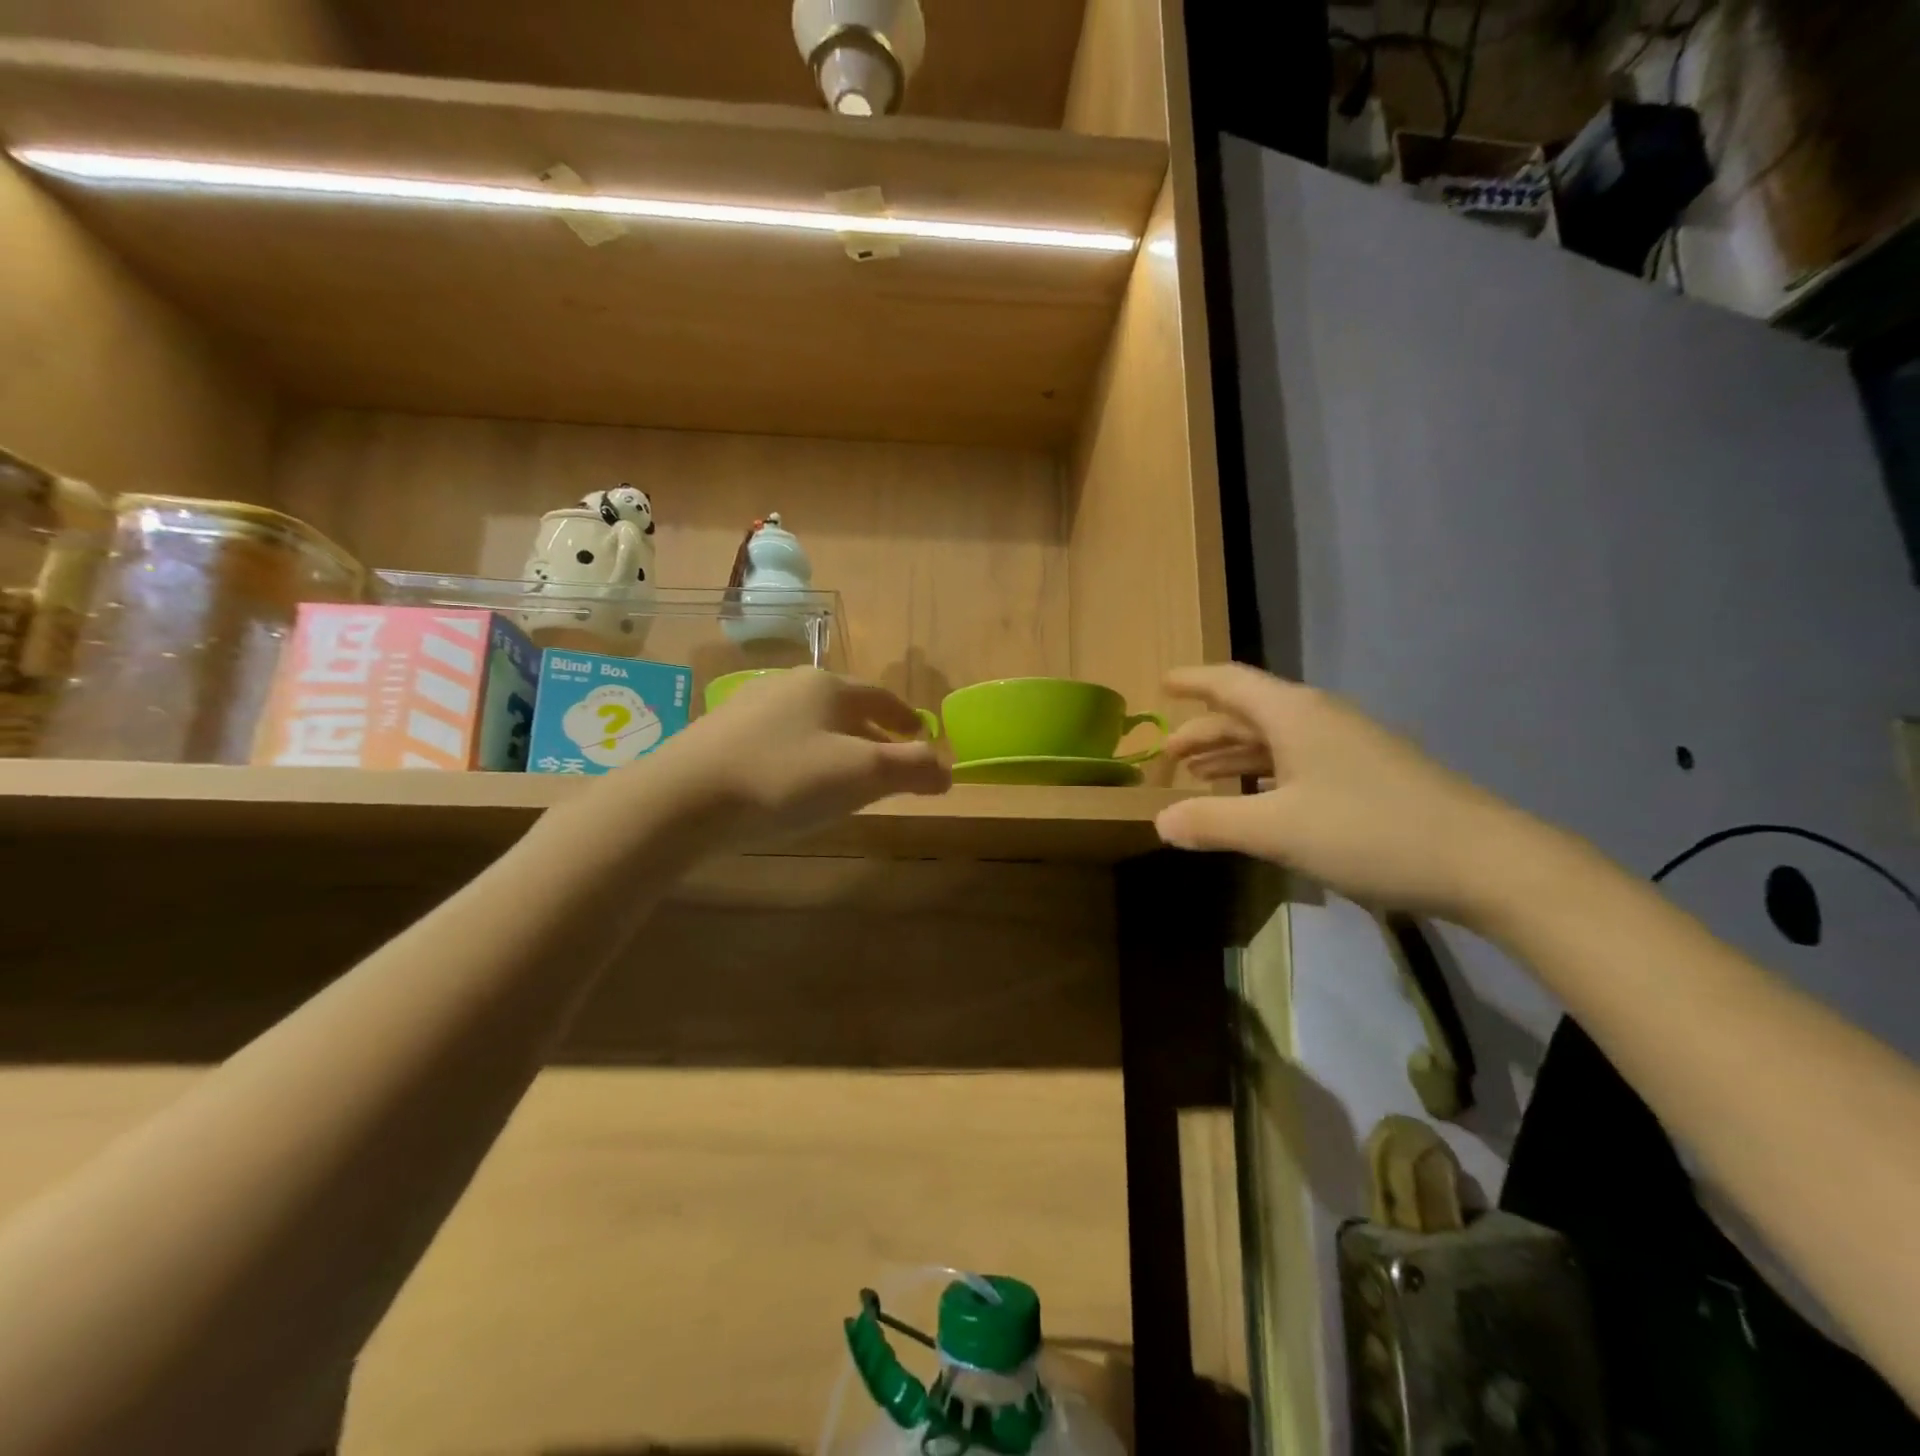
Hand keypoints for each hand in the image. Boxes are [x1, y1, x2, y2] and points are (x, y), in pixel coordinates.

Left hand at [633, 668, 949, 850]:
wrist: (682, 798)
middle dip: (873, 736)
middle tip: (889, 765)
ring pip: (811, 724)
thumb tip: (948, 769)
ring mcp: (752, 707)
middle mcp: (790, 685)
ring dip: (837, 747)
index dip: (906, 717)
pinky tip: (793, 784)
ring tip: (845, 779)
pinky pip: (780, 740)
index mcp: (827, 686)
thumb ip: (912, 768)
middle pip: (846, 709)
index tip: (921, 735)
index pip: (881, 697)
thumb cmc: (783, 779)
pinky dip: (802, 757)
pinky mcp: (723, 734)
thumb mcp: (861, 775)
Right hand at [1155, 664, 1547, 923]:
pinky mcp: (1367, 775)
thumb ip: (1213, 821)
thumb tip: (1160, 821)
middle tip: (1168, 753)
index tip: (1161, 685)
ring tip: (1199, 774)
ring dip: (1234, 753)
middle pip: (1249, 712)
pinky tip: (1256, 796)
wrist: (1484, 861)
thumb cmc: (1368, 831)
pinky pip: (1298, 760)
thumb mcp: (1277, 830)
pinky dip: (1264, 772)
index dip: (1192, 682)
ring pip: (1275, 738)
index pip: (1230, 683)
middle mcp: (1319, 719)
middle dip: (1205, 729)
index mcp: (1294, 714)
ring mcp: (1348, 746)